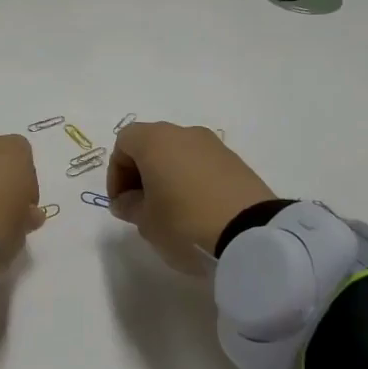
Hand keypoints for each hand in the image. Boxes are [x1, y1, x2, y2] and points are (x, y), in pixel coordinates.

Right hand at [108, 123, 275, 274]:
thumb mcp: (146, 222)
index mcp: (155, 140)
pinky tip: (196, 210)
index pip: (124, 143)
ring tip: (170, 210)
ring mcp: (214, 146)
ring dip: (168, 176)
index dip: (116, 172)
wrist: (252, 235)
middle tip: (140, 205)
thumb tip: (127, 201)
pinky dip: (192, 180)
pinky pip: (202, 165)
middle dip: (141, 173)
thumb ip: (129, 207)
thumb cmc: (184, 222)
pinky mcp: (237, 162)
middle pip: (152, 144)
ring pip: (178, 153)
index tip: (121, 203)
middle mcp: (184, 133)